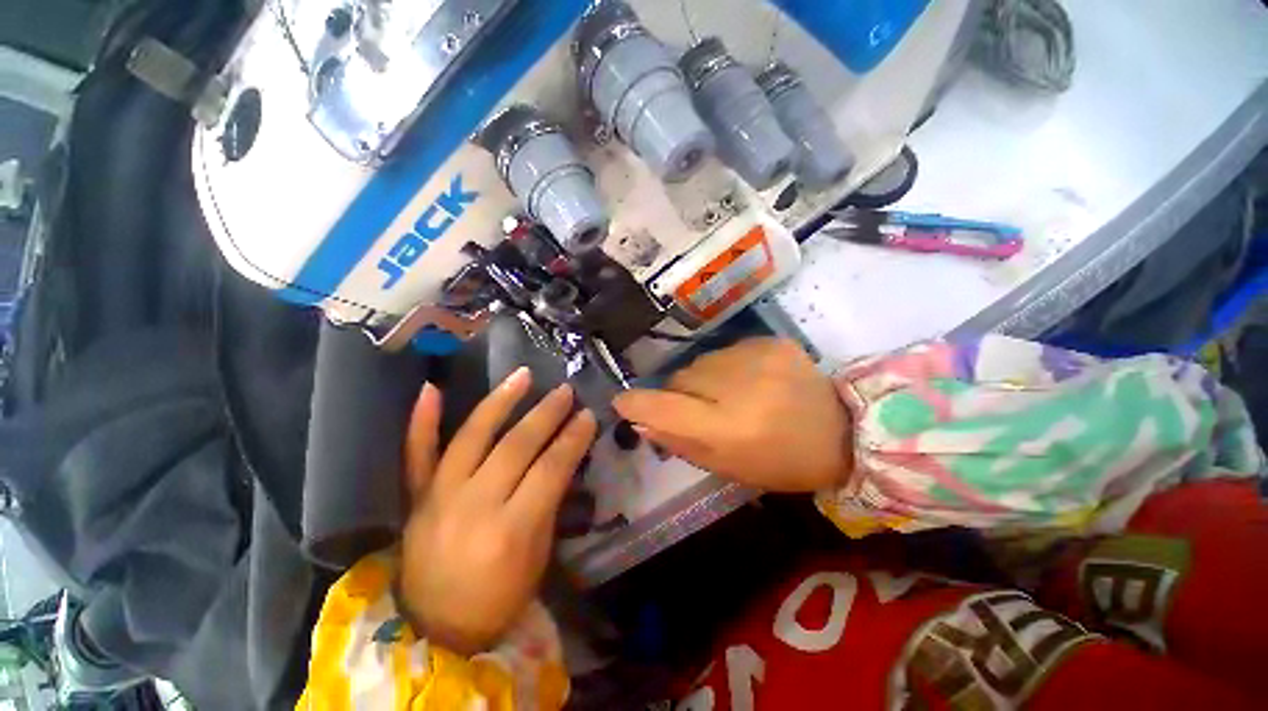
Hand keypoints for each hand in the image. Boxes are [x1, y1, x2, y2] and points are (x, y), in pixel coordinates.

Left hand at [399, 369, 597, 655]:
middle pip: (516, 446)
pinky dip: (421, 421)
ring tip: (523, 375)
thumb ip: (548, 502)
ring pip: (472, 437)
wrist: (436, 628)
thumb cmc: (500, 598)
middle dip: (546, 414)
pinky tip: (430, 388)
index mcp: (510, 531)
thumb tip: (561, 456)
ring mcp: (439, 498)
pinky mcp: (416, 498)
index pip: (550, 469)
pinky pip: (416, 453)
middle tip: (565, 392)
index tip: (588, 415)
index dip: (572, 439)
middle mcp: (473, 506)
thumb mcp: (538, 555)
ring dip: (500, 402)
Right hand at [613, 338, 850, 492]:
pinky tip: (750, 379)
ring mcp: (758, 357)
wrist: (845, 431)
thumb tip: (640, 420)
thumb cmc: (783, 462)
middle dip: (680, 393)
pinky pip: (726, 350)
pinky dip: (727, 366)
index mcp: (731, 429)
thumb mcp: (729, 467)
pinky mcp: (771, 341)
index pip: (665, 408)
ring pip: (700, 361)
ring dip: (703, 378)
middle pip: (681, 378)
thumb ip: (681, 442)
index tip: (623, 401)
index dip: (637, 403)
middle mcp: (741, 387)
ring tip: (730, 394)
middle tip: (701, 409)